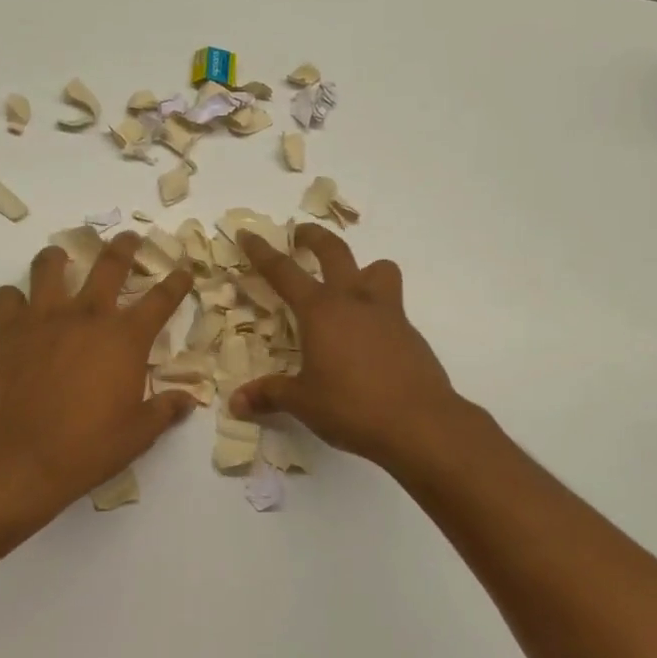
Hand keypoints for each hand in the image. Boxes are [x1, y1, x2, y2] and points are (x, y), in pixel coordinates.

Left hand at [0, 232, 196, 523]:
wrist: (20, 458)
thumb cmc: (87, 447)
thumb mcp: (138, 434)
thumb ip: (165, 410)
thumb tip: (188, 401)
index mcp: (125, 338)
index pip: (161, 299)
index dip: (176, 282)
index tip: (184, 270)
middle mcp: (87, 316)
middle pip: (110, 264)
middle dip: (124, 246)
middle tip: (129, 238)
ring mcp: (43, 318)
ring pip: (50, 266)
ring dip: (58, 258)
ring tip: (60, 257)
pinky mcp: (7, 331)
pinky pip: (4, 297)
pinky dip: (11, 298)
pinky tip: (15, 307)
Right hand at [232, 225, 466, 471]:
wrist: (420, 423)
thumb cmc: (352, 407)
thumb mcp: (303, 403)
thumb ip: (270, 395)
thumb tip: (236, 402)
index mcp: (321, 311)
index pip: (283, 271)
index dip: (262, 252)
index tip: (247, 234)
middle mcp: (354, 301)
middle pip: (334, 251)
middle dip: (314, 238)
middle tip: (300, 235)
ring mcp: (387, 313)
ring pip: (378, 269)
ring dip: (362, 268)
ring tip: (349, 286)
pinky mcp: (410, 333)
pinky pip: (392, 305)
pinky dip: (376, 310)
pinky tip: (367, 339)